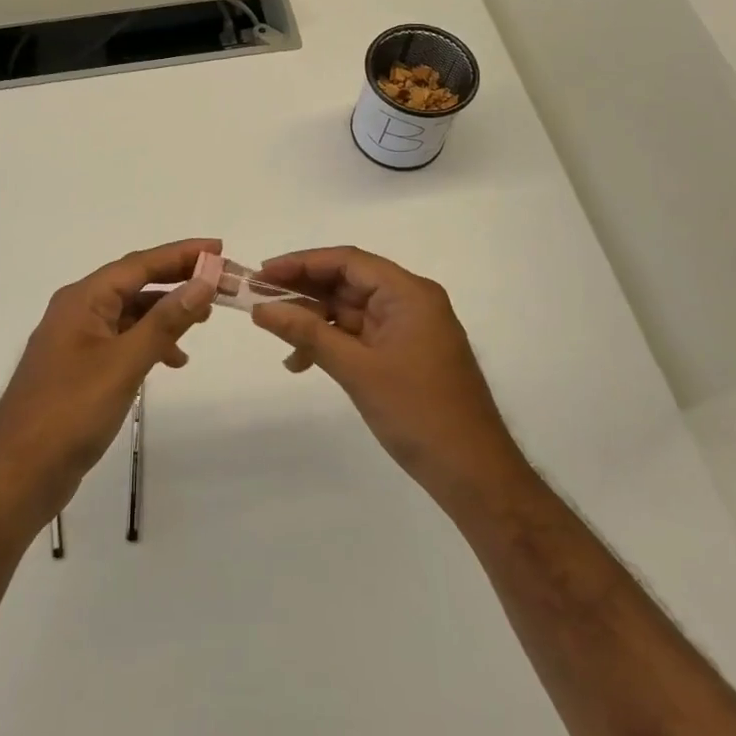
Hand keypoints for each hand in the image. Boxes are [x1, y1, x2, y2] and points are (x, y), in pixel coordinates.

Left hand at [0, 238, 218, 529]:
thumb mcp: (124, 362)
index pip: (139, 264)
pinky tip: (172, 360)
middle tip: (220, 283)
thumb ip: (165, 321)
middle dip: (177, 281)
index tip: (219, 248)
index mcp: (83, 299)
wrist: (17, 474)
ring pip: (130, 313)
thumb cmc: (70, 411)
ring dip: (166, 313)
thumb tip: (203, 282)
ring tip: (202, 322)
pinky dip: (150, 343)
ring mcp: (76, 341)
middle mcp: (78, 310)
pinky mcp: (80, 369)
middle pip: (135, 283)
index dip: (181, 254)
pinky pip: (122, 340)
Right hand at [251, 247, 522, 514]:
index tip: (263, 274)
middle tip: (260, 301)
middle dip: (303, 292)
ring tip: (276, 336)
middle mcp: (410, 302)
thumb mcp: (357, 370)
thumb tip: (262, 308)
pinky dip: (331, 343)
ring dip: (314, 321)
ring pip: (350, 310)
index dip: (301, 263)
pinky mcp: (404, 354)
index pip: (347, 261)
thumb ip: (307, 333)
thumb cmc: (419, 413)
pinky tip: (302, 361)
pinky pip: (360, 336)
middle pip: (348, 282)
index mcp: (409, 293)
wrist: (474, 474)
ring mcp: (408, 329)